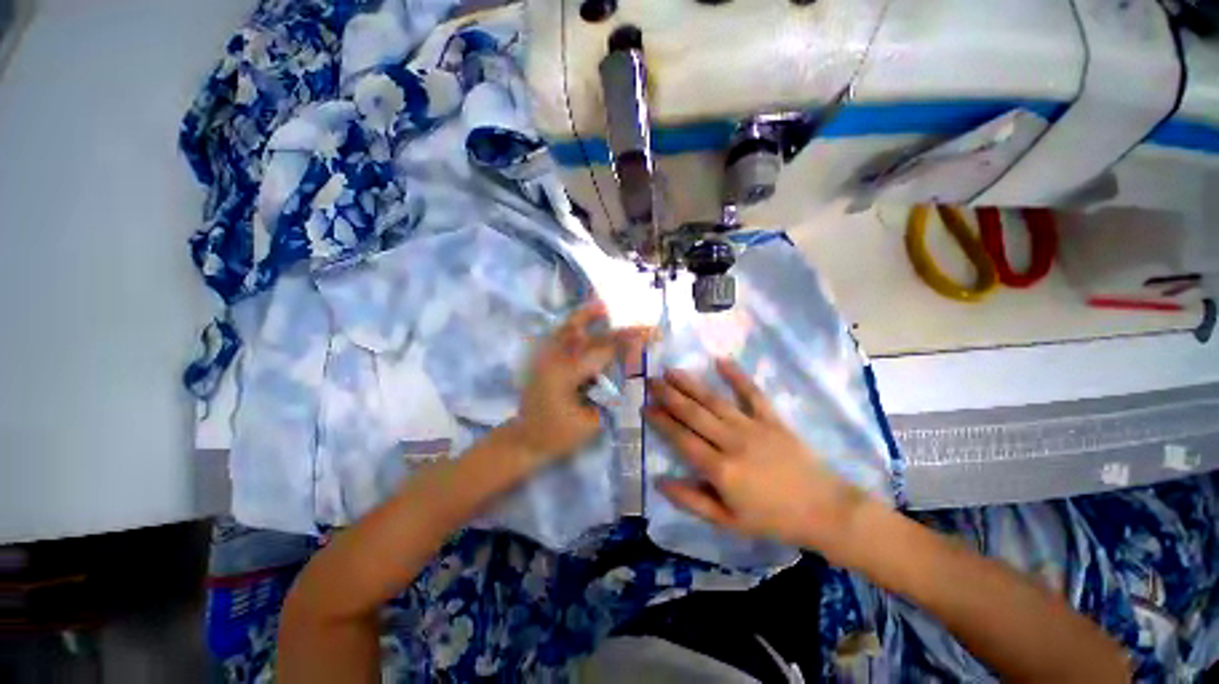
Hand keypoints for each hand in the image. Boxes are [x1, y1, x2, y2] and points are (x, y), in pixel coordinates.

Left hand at [510, 300, 650, 462]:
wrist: (525, 439)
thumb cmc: (557, 435)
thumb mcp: (589, 423)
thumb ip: (607, 398)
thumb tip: (621, 377)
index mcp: (566, 373)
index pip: (604, 351)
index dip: (629, 342)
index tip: (650, 334)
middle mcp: (554, 358)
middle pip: (591, 337)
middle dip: (619, 331)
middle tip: (642, 326)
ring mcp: (545, 357)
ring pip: (568, 328)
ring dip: (588, 316)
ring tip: (604, 307)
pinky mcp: (542, 360)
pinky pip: (560, 335)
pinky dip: (574, 325)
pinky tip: (584, 323)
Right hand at [645, 359, 871, 560]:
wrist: (824, 510)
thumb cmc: (772, 519)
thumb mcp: (728, 522)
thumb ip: (692, 501)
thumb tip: (659, 482)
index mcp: (720, 470)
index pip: (682, 439)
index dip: (661, 421)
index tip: (645, 407)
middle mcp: (732, 442)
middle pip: (693, 414)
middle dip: (669, 396)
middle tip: (650, 381)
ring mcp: (752, 427)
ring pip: (714, 400)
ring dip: (690, 384)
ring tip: (671, 371)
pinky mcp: (772, 419)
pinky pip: (752, 393)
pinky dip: (737, 376)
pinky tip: (720, 360)